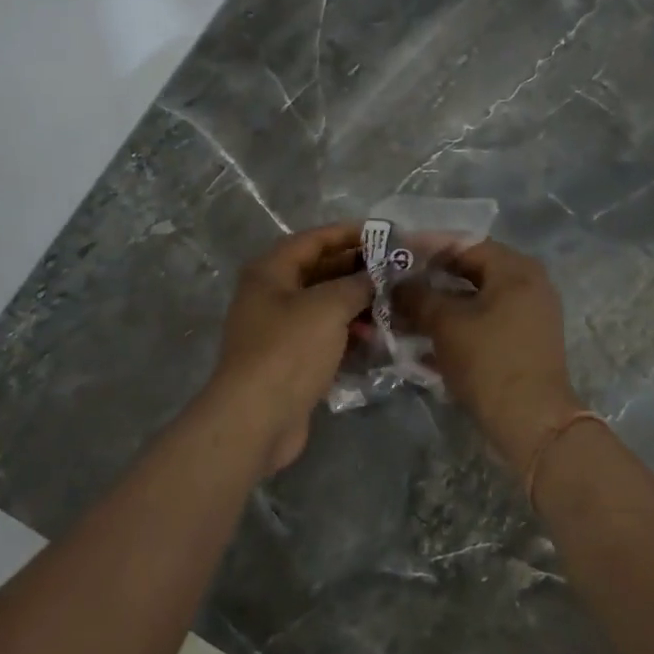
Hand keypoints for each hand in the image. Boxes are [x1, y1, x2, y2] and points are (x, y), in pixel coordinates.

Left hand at [204, 223, 371, 473]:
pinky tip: (376, 337)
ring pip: (325, 305)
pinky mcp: (290, 360)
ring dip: (357, 304)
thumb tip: (379, 275)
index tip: (386, 234)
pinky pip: (324, 335)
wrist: (256, 420)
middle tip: (397, 271)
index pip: (315, 239)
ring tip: (393, 305)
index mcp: (271, 271)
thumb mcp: (328, 307)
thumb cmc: (289, 350)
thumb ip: (357, 284)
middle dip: (358, 270)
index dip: (350, 233)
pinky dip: (348, 333)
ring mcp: (279, 329)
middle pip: (320, 271)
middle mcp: (271, 294)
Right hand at [396, 240, 582, 470]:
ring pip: (474, 299)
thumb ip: (417, 296)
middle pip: (470, 271)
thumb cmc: (489, 361)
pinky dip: (455, 326)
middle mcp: (528, 284)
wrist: (532, 423)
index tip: (395, 253)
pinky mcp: (523, 342)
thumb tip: (396, 284)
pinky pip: (483, 322)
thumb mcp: (446, 324)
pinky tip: (422, 339)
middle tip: (395, 283)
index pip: (464, 243)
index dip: (426, 247)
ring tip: (401, 313)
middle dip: (430, 278)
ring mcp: (528, 315)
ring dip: (438, 305)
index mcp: (515, 269)